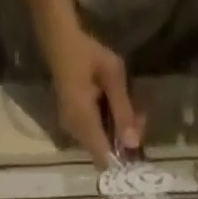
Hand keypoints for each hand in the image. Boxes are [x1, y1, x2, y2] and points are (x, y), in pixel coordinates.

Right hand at [29, 0, 141, 167]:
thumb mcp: (112, 74)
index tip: (137, 150)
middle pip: (103, 154)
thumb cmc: (86, 50)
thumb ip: (123, 111)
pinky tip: (115, 109)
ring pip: (99, 145)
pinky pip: (93, 135)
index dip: (121, 162)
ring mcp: (71, 129)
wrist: (58, 35)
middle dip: (123, 143)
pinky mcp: (72, 123)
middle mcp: (75, 133)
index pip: (104, 160)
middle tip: (139, 118)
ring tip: (131, 110)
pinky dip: (107, 127)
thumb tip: (133, 145)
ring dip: (117, 134)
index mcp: (83, 122)